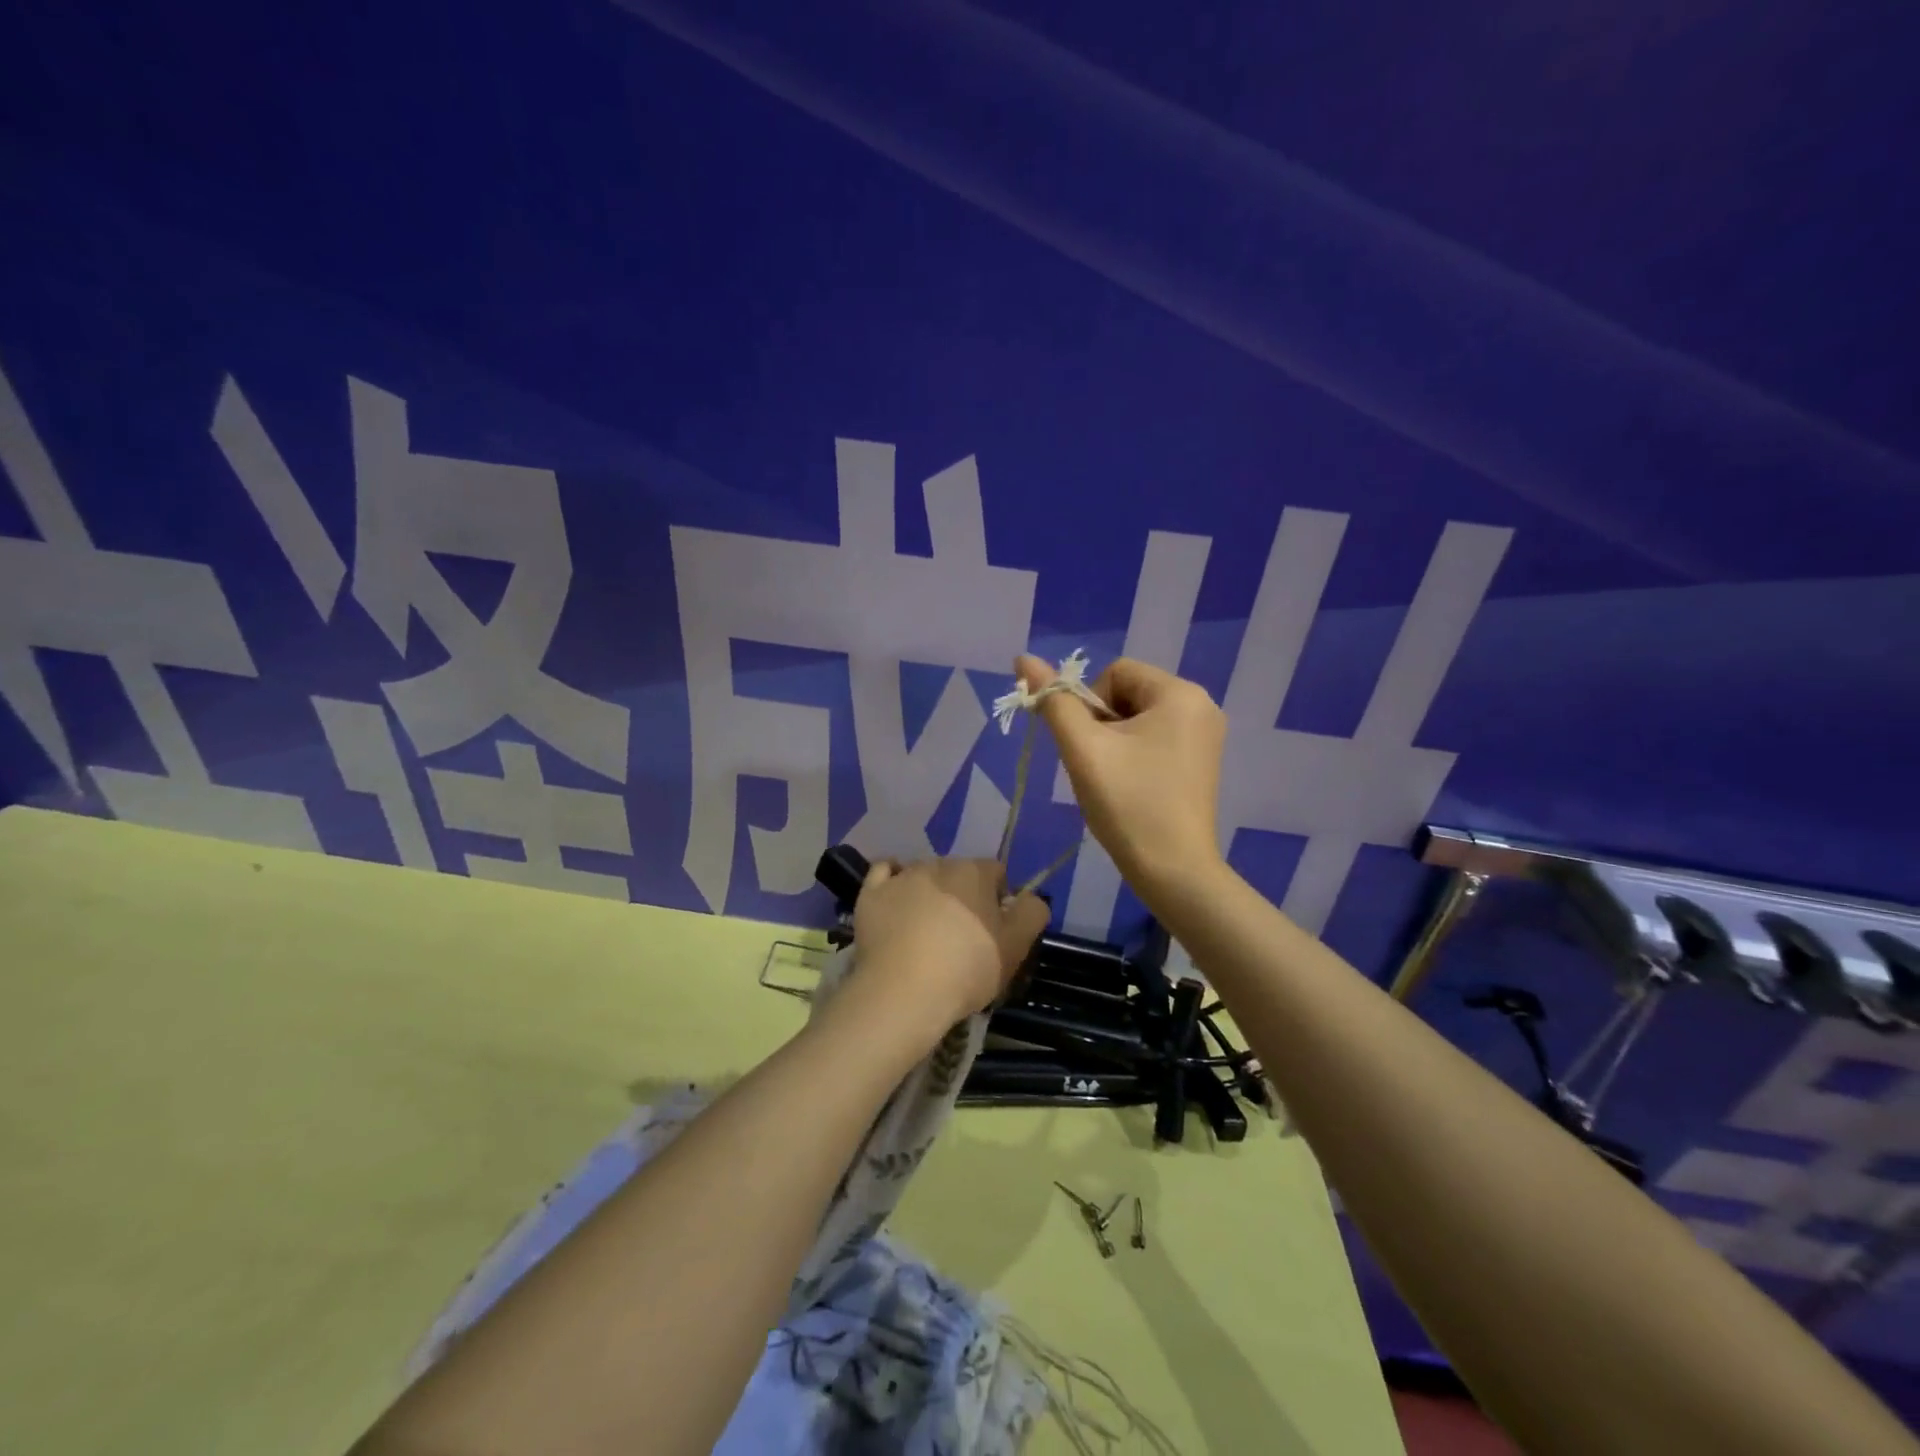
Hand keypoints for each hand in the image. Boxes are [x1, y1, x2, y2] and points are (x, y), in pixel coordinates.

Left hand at [851, 859, 1049, 1029]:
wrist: (904, 993)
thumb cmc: (967, 969)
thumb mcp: (1017, 947)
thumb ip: (1032, 913)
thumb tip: (1031, 897)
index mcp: (975, 872)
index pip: (996, 873)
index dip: (999, 900)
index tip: (994, 930)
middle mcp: (938, 864)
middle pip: (958, 874)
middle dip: (963, 896)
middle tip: (961, 935)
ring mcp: (901, 876)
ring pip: (922, 875)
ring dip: (929, 893)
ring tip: (925, 930)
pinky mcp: (871, 893)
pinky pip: (884, 874)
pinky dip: (892, 883)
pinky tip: (895, 901)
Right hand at [1016, 655, 1227, 895]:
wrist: (1173, 872)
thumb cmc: (1128, 804)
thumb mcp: (1083, 749)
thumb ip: (1053, 701)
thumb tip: (1024, 658)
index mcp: (1181, 693)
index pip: (1115, 672)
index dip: (1089, 705)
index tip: (1090, 747)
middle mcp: (1202, 706)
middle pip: (1128, 694)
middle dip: (1102, 725)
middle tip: (1098, 768)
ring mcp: (1205, 737)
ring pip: (1138, 719)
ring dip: (1114, 742)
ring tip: (1113, 781)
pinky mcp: (1201, 763)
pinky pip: (1155, 740)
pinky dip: (1134, 756)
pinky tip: (1130, 788)